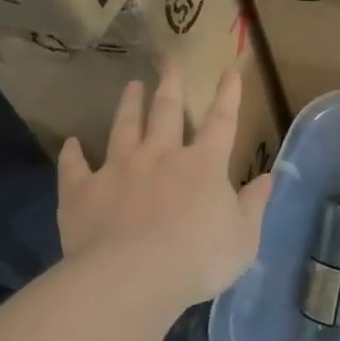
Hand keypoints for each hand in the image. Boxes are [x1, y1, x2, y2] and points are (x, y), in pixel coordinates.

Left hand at [58, 65, 273, 308]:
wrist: (132, 277)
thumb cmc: (198, 260)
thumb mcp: (243, 239)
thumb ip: (254, 205)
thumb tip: (268, 177)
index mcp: (202, 166)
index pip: (221, 122)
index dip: (227, 96)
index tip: (229, 71)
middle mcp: (160, 156)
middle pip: (166, 112)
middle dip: (171, 85)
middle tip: (169, 62)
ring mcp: (119, 169)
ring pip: (124, 128)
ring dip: (128, 105)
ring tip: (131, 86)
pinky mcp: (84, 191)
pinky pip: (75, 167)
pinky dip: (72, 154)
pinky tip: (71, 144)